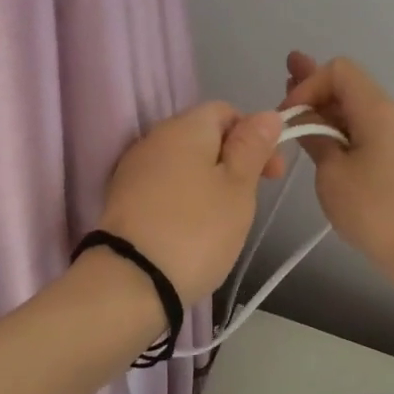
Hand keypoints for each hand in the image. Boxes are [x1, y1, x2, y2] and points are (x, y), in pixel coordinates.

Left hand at [95, 102, 286, 303]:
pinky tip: (192, 228)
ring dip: (207, 181)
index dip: (255, 136)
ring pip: (182, 163)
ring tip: (223, 219)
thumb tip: (268, 114)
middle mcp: (154, 138)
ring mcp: (133, 169)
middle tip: (251, 199)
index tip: (272, 174)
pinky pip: (162, 186)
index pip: (226, 111)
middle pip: (202, 136)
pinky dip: (183, 199)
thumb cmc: (197, 230)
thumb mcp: (238, 188)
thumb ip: (253, 147)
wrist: (131, 281)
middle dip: (232, 161)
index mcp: (184, 127)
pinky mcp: (122, 199)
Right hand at [282, 52, 393, 282]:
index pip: (339, 71)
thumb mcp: (333, 173)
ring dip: (326, 109)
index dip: (308, 83)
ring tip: (296, 110)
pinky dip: (340, 128)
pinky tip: (322, 138)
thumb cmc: (375, 209)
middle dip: (314, 85)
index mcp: (376, 110)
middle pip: (349, 86)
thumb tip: (303, 117)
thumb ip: (315, 137)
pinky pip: (366, 130)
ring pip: (356, 110)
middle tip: (283, 78)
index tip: (288, 116)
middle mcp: (392, 114)